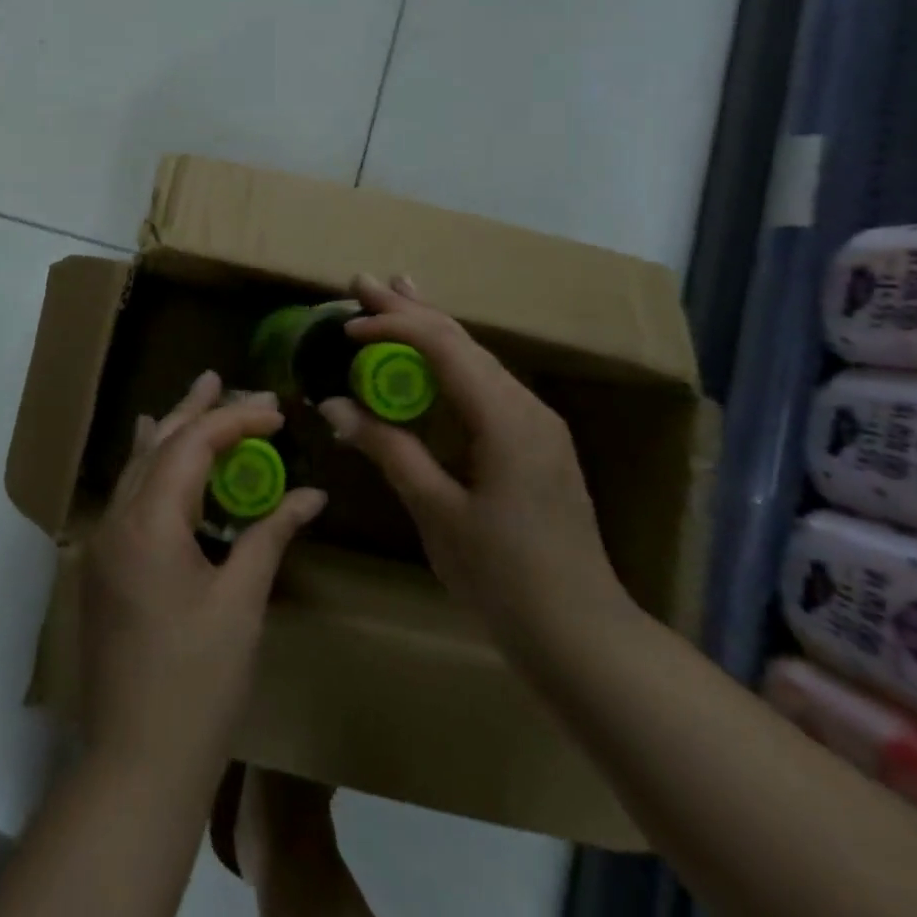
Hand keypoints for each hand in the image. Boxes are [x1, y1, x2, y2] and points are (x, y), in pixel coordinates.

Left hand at [81, 371, 327, 778]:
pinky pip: (128, 496)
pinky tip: (157, 456)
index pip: (192, 446)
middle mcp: (116, 520)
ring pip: (138, 467)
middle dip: (193, 410)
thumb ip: (270, 535)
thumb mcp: (242, 602)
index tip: (276, 412)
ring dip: (170, 433)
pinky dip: (151, 467)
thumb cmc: (198, 682)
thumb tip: (310, 495)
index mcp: (148, 522)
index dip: (235, 422)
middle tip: (221, 378)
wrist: (136, 762)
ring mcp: (103, 544)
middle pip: (156, 445)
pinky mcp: (103, 566)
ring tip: (195, 400)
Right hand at [318, 275, 628, 650]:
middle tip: (364, 282)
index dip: (393, 326)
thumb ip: (388, 449)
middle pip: (461, 341)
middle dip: (410, 310)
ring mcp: (535, 423)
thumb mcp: (437, 512)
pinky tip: (431, 356)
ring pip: (475, 359)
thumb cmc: (504, 577)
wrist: (583, 635)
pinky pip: (484, 384)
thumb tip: (333, 404)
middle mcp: (525, 406)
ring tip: (397, 295)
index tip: (347, 324)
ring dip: (431, 329)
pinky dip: (448, 362)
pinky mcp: (533, 442)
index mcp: (505, 417)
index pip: (443, 347)